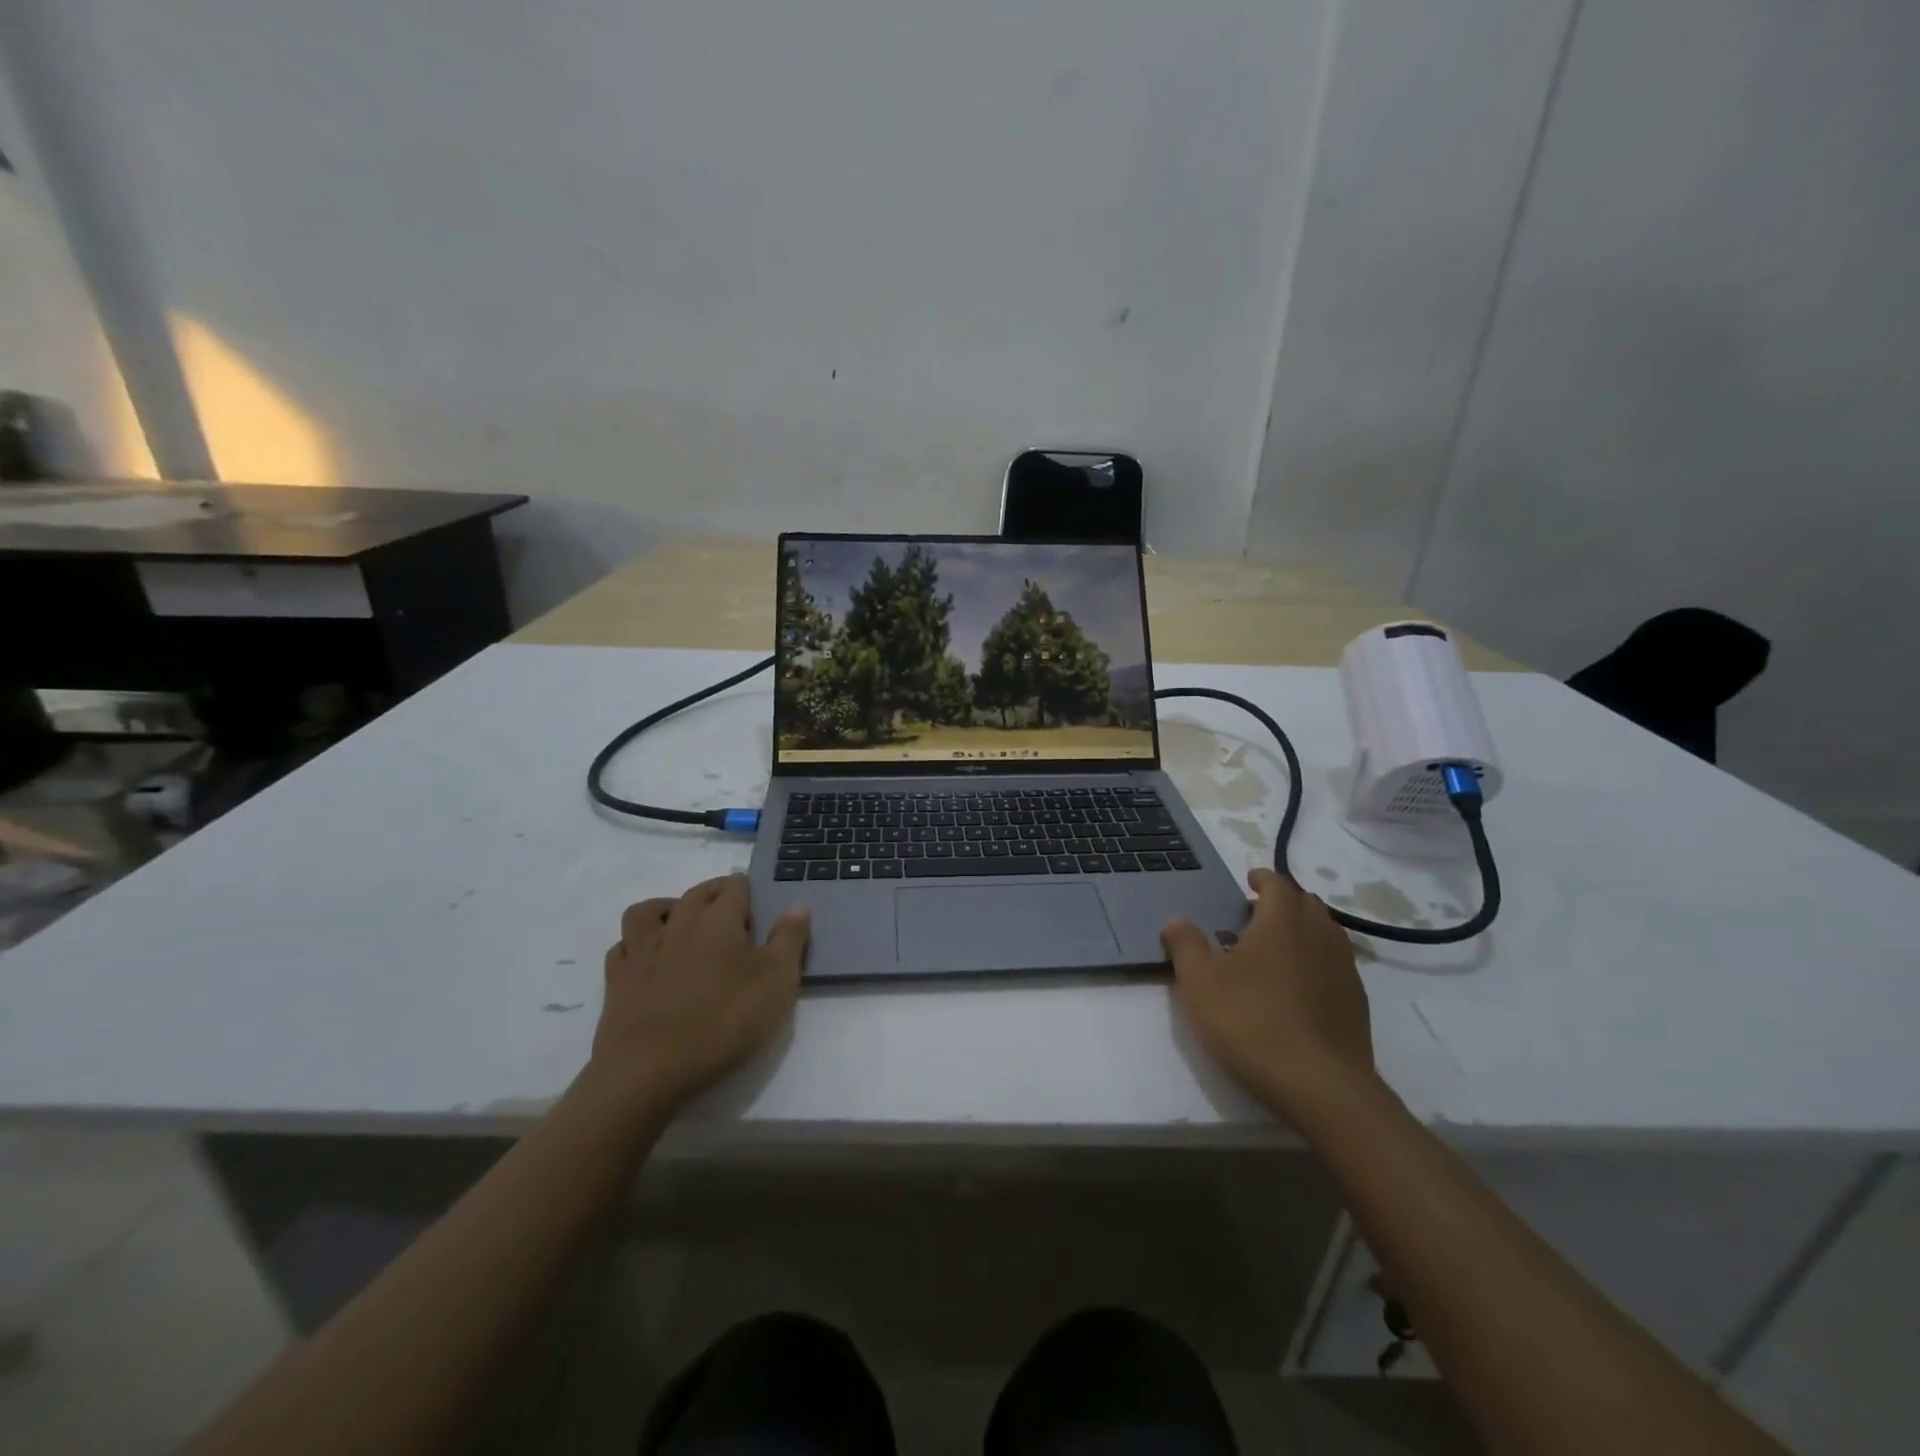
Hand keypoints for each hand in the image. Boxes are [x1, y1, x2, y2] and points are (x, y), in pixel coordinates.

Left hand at [588, 874, 809, 1112]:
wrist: (649, 1070)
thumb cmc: (724, 1021)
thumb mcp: (777, 982)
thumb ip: (789, 940)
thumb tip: (797, 905)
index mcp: (719, 920)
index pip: (735, 887)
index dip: (748, 890)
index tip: (758, 904)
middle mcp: (680, 924)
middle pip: (697, 893)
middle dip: (715, 893)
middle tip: (730, 910)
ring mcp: (643, 951)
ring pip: (649, 911)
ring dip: (668, 908)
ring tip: (682, 923)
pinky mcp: (617, 980)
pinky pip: (623, 946)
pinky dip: (636, 944)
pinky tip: (647, 957)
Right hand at [1162, 868, 1375, 1117]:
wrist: (1320, 1085)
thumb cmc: (1251, 1022)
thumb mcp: (1200, 983)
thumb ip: (1186, 945)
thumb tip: (1177, 919)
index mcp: (1281, 921)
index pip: (1278, 883)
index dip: (1263, 878)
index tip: (1249, 881)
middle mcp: (1318, 935)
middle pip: (1306, 903)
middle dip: (1283, 901)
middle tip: (1257, 914)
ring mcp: (1344, 968)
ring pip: (1326, 932)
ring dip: (1303, 929)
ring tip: (1278, 947)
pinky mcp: (1357, 1002)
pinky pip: (1336, 964)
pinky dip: (1317, 960)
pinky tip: (1299, 985)